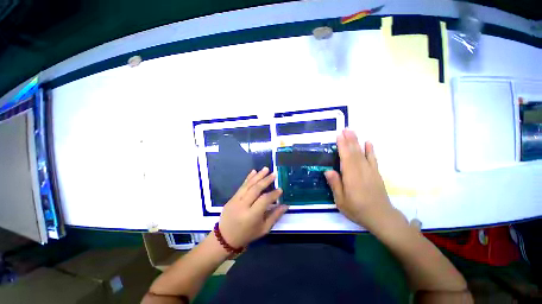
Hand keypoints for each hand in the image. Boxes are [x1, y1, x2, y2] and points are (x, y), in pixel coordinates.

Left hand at [219, 167, 288, 247]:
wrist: (225, 238)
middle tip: (274, 174)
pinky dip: (248, 178)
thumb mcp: (263, 229)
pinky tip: (254, 171)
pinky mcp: (232, 197)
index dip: (273, 194)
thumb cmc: (247, 235)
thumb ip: (275, 216)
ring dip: (258, 176)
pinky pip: (241, 186)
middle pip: (255, 189)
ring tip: (266, 169)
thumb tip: (285, 205)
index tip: (280, 189)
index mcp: (251, 216)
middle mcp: (243, 206)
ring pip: (248, 185)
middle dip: (266, 180)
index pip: (264, 200)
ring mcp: (235, 200)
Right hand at [325, 129, 393, 229]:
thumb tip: (328, 170)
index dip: (342, 146)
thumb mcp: (341, 201)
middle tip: (345, 129)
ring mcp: (370, 172)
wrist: (381, 218)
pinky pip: (373, 159)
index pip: (346, 158)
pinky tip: (368, 142)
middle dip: (349, 140)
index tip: (338, 136)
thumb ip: (335, 185)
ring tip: (352, 131)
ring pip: (362, 153)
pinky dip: (370, 150)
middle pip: (354, 153)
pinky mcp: (376, 174)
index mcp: (351, 178)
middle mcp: (361, 171)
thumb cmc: (358, 210)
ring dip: (357, 142)